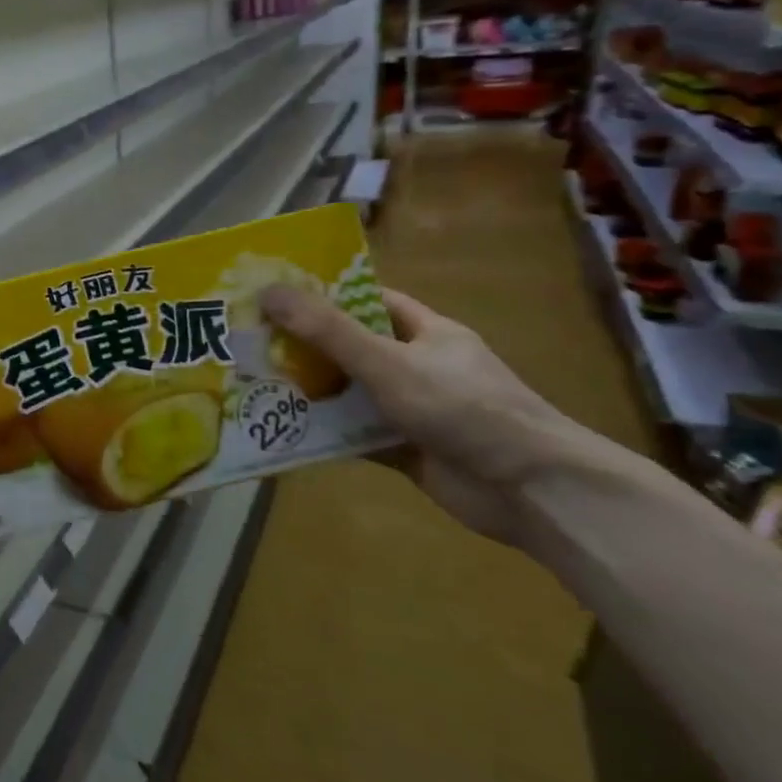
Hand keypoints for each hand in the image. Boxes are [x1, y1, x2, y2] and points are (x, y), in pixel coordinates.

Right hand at [259, 285, 591, 543]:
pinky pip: (353, 433)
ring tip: (253, 383)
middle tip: (249, 342)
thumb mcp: (387, 361)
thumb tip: (268, 291)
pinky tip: (281, 429)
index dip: (325, 295)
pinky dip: (323, 432)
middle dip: (305, 346)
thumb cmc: (464, 408)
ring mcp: (411, 409)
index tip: (276, 296)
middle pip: (352, 347)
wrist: (533, 490)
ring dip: (309, 391)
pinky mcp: (404, 448)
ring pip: (349, 393)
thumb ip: (327, 330)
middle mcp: (417, 365)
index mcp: (426, 332)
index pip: (370, 301)